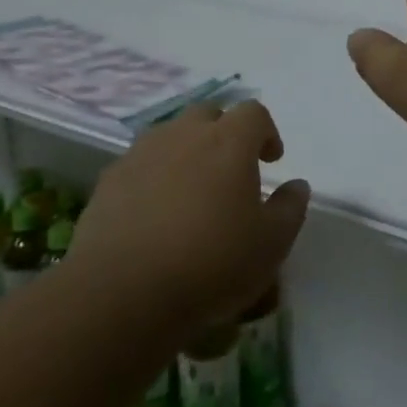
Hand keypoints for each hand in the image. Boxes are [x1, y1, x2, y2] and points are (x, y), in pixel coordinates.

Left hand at [68, 101, 309, 338]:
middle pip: (208, 114)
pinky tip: (154, 214)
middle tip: (230, 170)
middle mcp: (184, 135)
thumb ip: (290, 208)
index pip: (254, 113)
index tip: (271, 161)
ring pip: (170, 136)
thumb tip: (297, 185)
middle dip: (223, 133)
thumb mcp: (271, 245)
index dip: (266, 132)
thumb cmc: (211, 263)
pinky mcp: (108, 181)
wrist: (122, 293)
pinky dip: (152, 177)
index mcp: (229, 142)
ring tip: (190, 191)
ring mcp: (141, 154)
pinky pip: (139, 165)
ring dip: (186, 152)